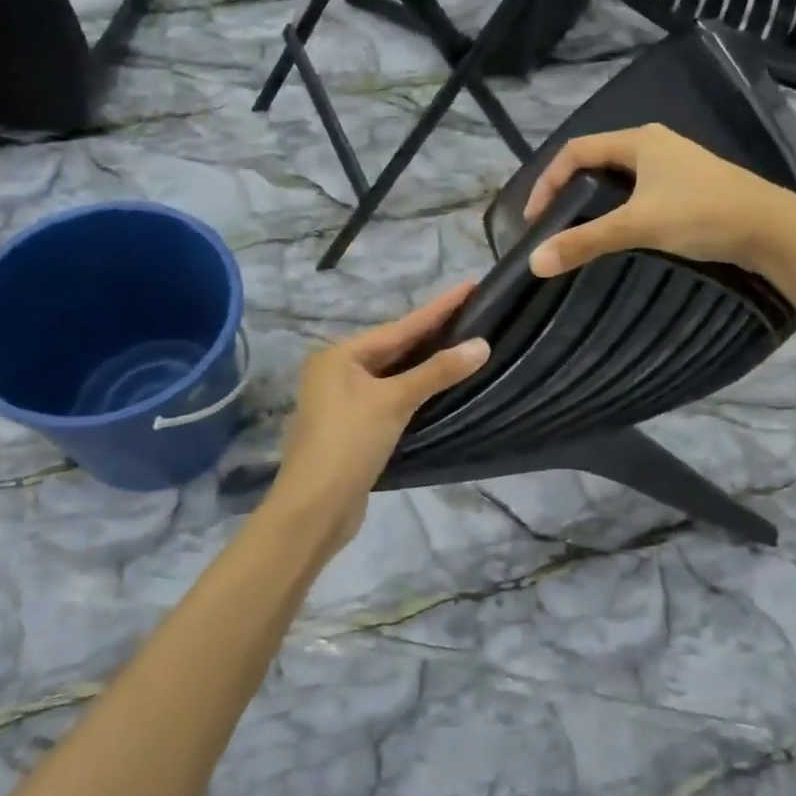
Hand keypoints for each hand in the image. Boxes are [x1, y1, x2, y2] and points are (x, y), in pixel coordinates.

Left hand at [273, 283, 489, 547]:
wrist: (313, 510)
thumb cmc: (348, 444)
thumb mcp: (394, 402)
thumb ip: (437, 372)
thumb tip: (481, 345)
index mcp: (340, 356)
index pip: (401, 326)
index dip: (439, 308)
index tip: (469, 285)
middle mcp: (337, 372)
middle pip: (395, 348)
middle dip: (433, 333)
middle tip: (473, 312)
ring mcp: (343, 401)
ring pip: (394, 374)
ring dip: (426, 363)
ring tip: (463, 342)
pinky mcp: (354, 428)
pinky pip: (391, 397)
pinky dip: (416, 390)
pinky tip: (439, 385)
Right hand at [525, 124, 795, 278]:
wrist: (774, 229)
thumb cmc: (703, 215)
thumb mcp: (638, 226)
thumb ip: (585, 242)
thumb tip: (534, 262)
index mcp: (639, 141)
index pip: (575, 151)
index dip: (547, 181)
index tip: (534, 218)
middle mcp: (655, 144)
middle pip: (596, 160)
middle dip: (568, 189)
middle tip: (552, 223)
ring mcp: (676, 164)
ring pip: (620, 176)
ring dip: (594, 199)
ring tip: (579, 229)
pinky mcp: (690, 185)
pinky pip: (640, 189)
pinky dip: (619, 206)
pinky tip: (621, 231)